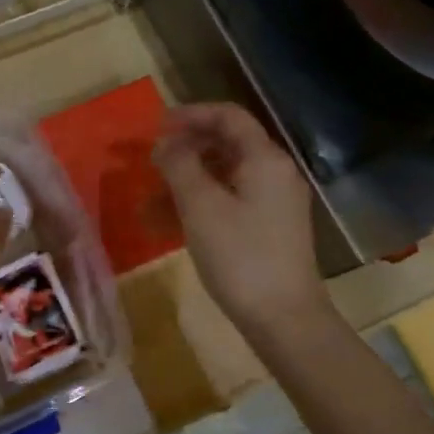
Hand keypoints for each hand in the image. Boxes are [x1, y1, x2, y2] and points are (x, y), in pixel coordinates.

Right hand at [153, 102, 324, 330]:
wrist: (284, 318)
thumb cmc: (240, 256)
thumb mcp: (200, 206)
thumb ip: (179, 165)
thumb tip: (165, 143)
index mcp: (264, 158)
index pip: (228, 116)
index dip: (191, 114)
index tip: (156, 126)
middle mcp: (274, 172)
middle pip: (226, 144)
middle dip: (184, 150)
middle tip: (151, 162)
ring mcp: (274, 202)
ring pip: (223, 177)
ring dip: (186, 182)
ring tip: (148, 201)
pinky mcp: (268, 228)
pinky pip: (229, 202)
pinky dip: (199, 205)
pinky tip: (167, 224)